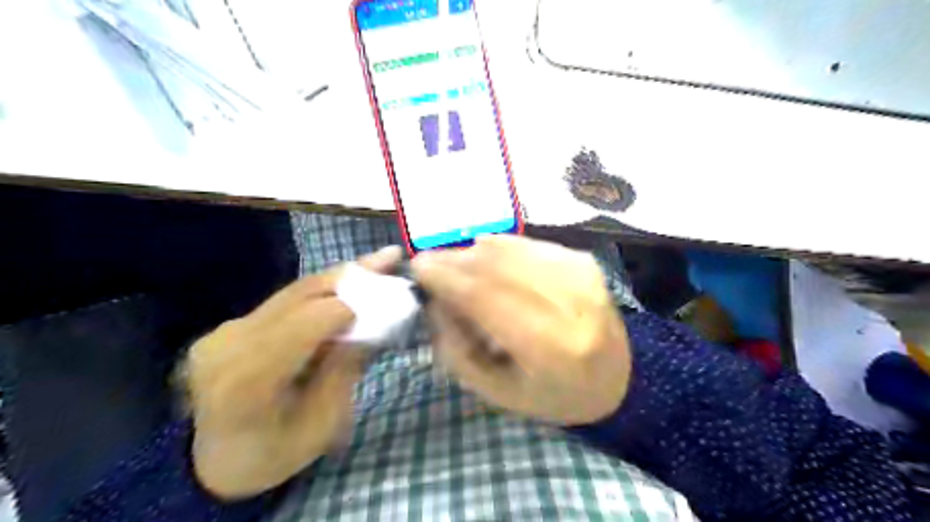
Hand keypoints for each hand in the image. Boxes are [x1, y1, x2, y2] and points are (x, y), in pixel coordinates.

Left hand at [185, 246, 403, 499]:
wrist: (217, 464)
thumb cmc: (276, 453)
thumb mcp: (323, 422)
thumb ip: (345, 367)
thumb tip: (375, 320)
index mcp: (248, 381)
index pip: (305, 323)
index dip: (350, 306)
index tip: (388, 301)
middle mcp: (229, 344)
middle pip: (301, 296)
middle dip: (351, 276)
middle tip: (390, 257)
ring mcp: (226, 330)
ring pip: (294, 291)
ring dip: (340, 277)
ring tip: (377, 261)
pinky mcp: (232, 324)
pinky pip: (285, 301)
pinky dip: (321, 291)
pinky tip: (348, 282)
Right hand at [414, 235, 632, 426]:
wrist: (619, 379)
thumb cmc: (551, 395)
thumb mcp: (495, 389)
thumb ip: (457, 347)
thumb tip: (434, 297)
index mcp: (549, 345)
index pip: (485, 296)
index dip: (445, 276)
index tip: (416, 267)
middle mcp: (569, 301)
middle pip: (495, 264)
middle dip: (453, 260)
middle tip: (431, 266)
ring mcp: (581, 274)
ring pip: (509, 247)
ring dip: (474, 254)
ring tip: (460, 270)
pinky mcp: (584, 260)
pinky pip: (526, 244)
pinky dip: (500, 251)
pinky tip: (494, 269)